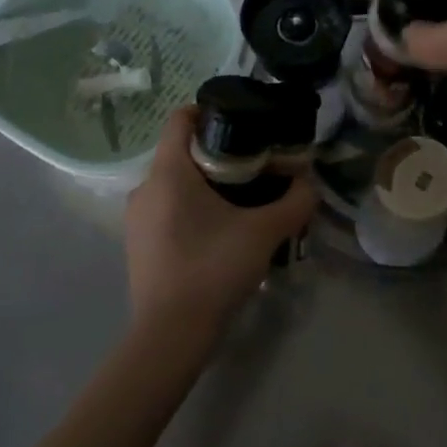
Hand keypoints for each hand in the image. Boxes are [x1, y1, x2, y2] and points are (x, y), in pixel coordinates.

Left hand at [123, 107, 316, 343]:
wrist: (171, 334)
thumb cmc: (214, 268)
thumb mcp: (265, 232)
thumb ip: (295, 201)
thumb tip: (309, 183)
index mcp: (168, 172)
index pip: (180, 118)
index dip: (211, 111)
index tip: (244, 123)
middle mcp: (145, 187)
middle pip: (182, 151)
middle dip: (220, 153)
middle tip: (257, 167)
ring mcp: (137, 218)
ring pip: (175, 183)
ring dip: (207, 184)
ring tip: (244, 201)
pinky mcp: (138, 244)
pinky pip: (167, 209)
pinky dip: (192, 208)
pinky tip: (220, 232)